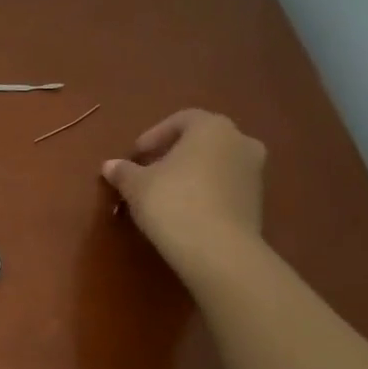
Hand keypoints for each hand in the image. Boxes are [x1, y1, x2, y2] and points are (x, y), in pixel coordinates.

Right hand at [102, 109, 266, 275]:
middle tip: (149, 172)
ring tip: (165, 194)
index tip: (135, 155)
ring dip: (191, 173)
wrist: (217, 249)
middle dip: (174, 154)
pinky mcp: (257, 201)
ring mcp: (254, 172)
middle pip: (202, 141)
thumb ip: (123, 171)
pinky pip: (225, 187)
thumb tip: (110, 165)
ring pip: (215, 164)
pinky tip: (185, 211)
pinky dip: (206, 192)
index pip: (181, 120)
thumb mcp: (136, 185)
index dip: (154, 135)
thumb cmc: (172, 202)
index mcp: (212, 127)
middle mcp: (240, 141)